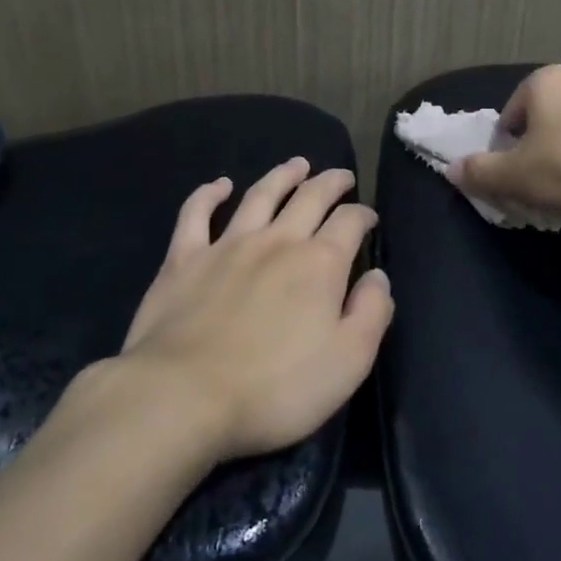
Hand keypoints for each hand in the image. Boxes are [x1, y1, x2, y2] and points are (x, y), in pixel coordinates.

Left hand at [111, 159, 393, 460]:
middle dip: (330, 182)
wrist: (183, 395)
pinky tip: (220, 185)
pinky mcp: (184, 258)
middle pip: (309, 197)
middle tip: (341, 176)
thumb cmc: (275, 388)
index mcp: (320, 263)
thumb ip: (371, 313)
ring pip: (260, 195)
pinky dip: (209, 194)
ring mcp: (228, 244)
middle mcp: (277, 241)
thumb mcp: (348, 362)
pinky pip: (196, 213)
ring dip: (282, 176)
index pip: (349, 223)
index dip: (363, 215)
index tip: (369, 218)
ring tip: (297, 164)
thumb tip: (377, 276)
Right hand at [451, 64, 560, 221]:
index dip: (504, 153)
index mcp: (544, 81)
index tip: (514, 180)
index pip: (507, 119)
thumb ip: (479, 171)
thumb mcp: (515, 175)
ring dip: (558, 164)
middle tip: (534, 190)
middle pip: (536, 127)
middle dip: (531, 158)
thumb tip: (452, 169)